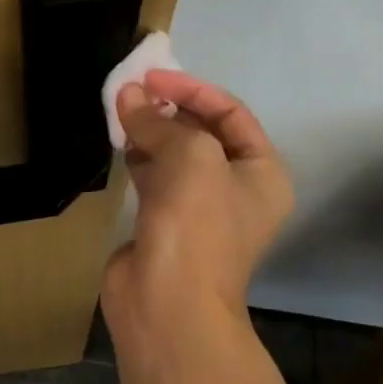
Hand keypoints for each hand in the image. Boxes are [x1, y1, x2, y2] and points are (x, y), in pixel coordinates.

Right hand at [102, 70, 292, 332]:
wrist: (168, 305)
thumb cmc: (197, 224)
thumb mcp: (190, 156)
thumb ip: (158, 121)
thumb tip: (127, 95)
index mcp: (262, 172)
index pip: (231, 113)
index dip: (192, 90)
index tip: (152, 78)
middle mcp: (236, 188)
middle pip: (203, 132)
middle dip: (169, 109)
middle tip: (133, 91)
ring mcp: (200, 208)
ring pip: (175, 155)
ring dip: (151, 130)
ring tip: (121, 109)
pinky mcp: (165, 223)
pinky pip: (155, 177)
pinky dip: (139, 156)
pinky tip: (120, 141)